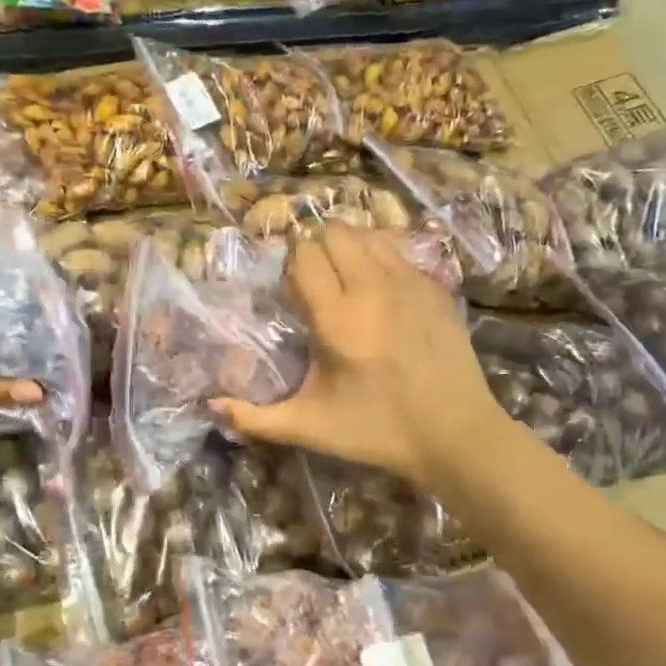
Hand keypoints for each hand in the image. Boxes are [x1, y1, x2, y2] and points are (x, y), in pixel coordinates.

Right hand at [210, 227, 511, 490]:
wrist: (455, 433)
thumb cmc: (377, 431)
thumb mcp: (310, 427)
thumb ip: (256, 417)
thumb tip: (210, 407)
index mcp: (337, 318)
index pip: (304, 255)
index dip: (291, 264)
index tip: (292, 289)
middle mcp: (372, 288)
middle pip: (334, 232)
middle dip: (316, 248)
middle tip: (316, 280)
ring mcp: (409, 282)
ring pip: (368, 233)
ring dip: (349, 246)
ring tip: (346, 277)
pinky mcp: (435, 286)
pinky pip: (398, 250)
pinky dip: (380, 257)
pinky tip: (380, 289)